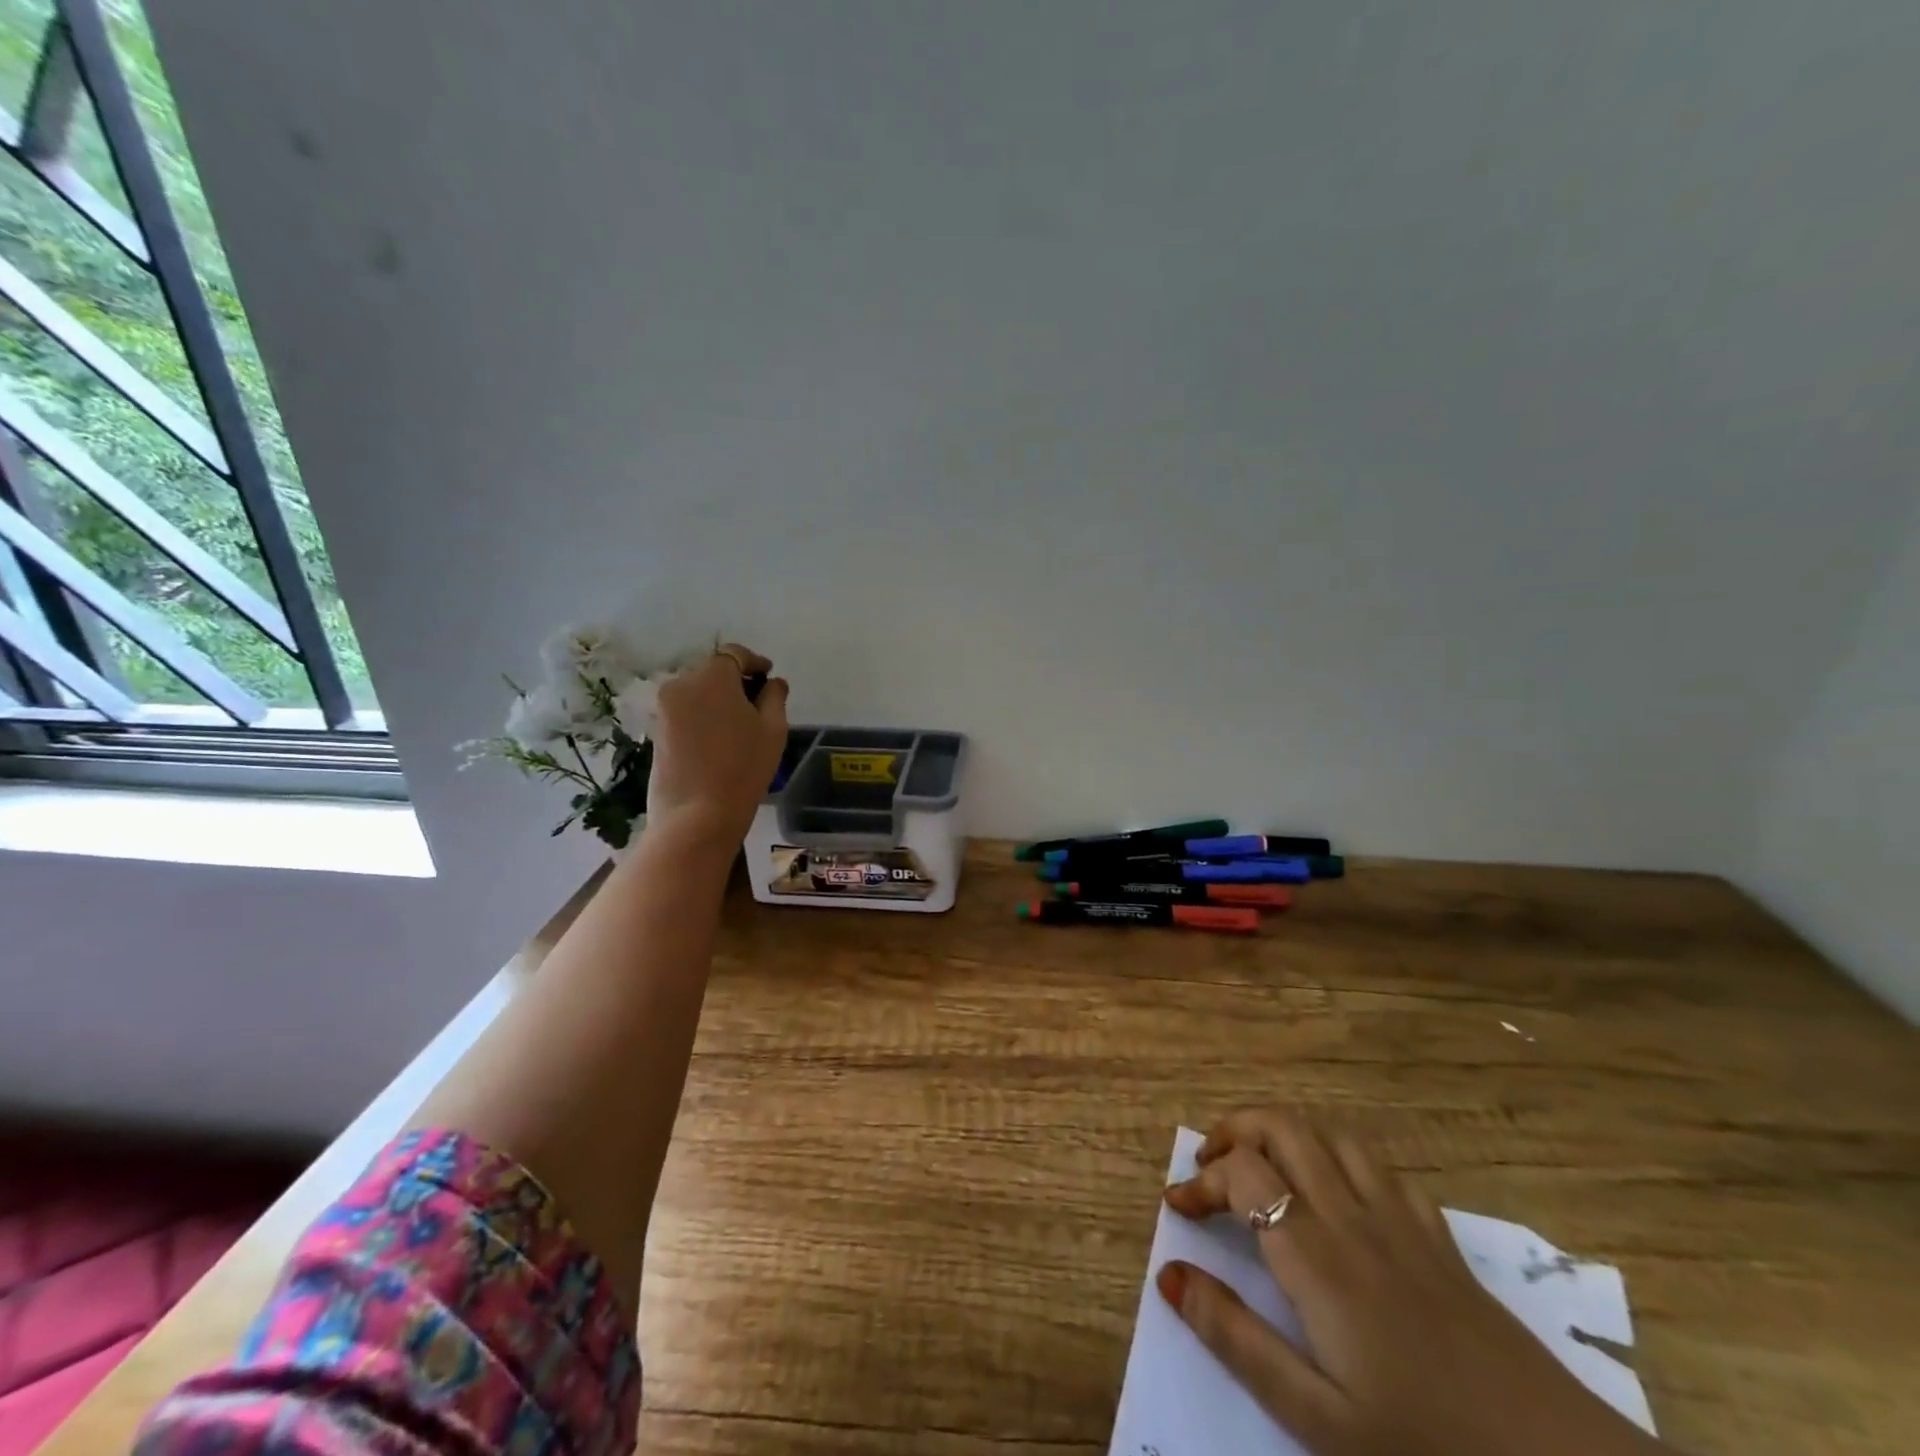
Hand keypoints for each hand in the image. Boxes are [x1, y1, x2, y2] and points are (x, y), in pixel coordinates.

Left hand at [645, 643, 788, 845]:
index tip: (769, 675)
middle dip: (734, 681)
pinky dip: (702, 715)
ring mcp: (664, 707)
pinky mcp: (656, 730)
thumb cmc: (743, 768)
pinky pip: (685, 711)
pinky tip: (718, 738)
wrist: (697, 816)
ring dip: (717, 699)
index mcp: (713, 676)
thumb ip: (775, 697)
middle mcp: (682, 683)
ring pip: (697, 691)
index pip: (735, 654)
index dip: (755, 662)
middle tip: (756, 703)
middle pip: (713, 671)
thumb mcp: (773, 730)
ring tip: (737, 724)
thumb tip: (773, 683)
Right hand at [1159, 1108, 1665, 1455]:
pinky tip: (1337, 1189)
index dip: (1200, 1179)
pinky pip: (1380, 1165)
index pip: (1241, 1174)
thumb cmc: (1424, 1443)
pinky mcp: (1437, 1235)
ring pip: (1330, 1133)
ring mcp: (1399, 1219)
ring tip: (1263, 1163)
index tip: (1178, 1207)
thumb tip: (1169, 1274)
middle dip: (1235, 1129)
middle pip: (1283, 1127)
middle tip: (1210, 1164)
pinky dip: (1340, 1155)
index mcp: (1315, 1255)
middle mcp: (1351, 1216)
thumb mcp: (1315, 1415)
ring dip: (1285, 1132)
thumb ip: (1235, 1338)